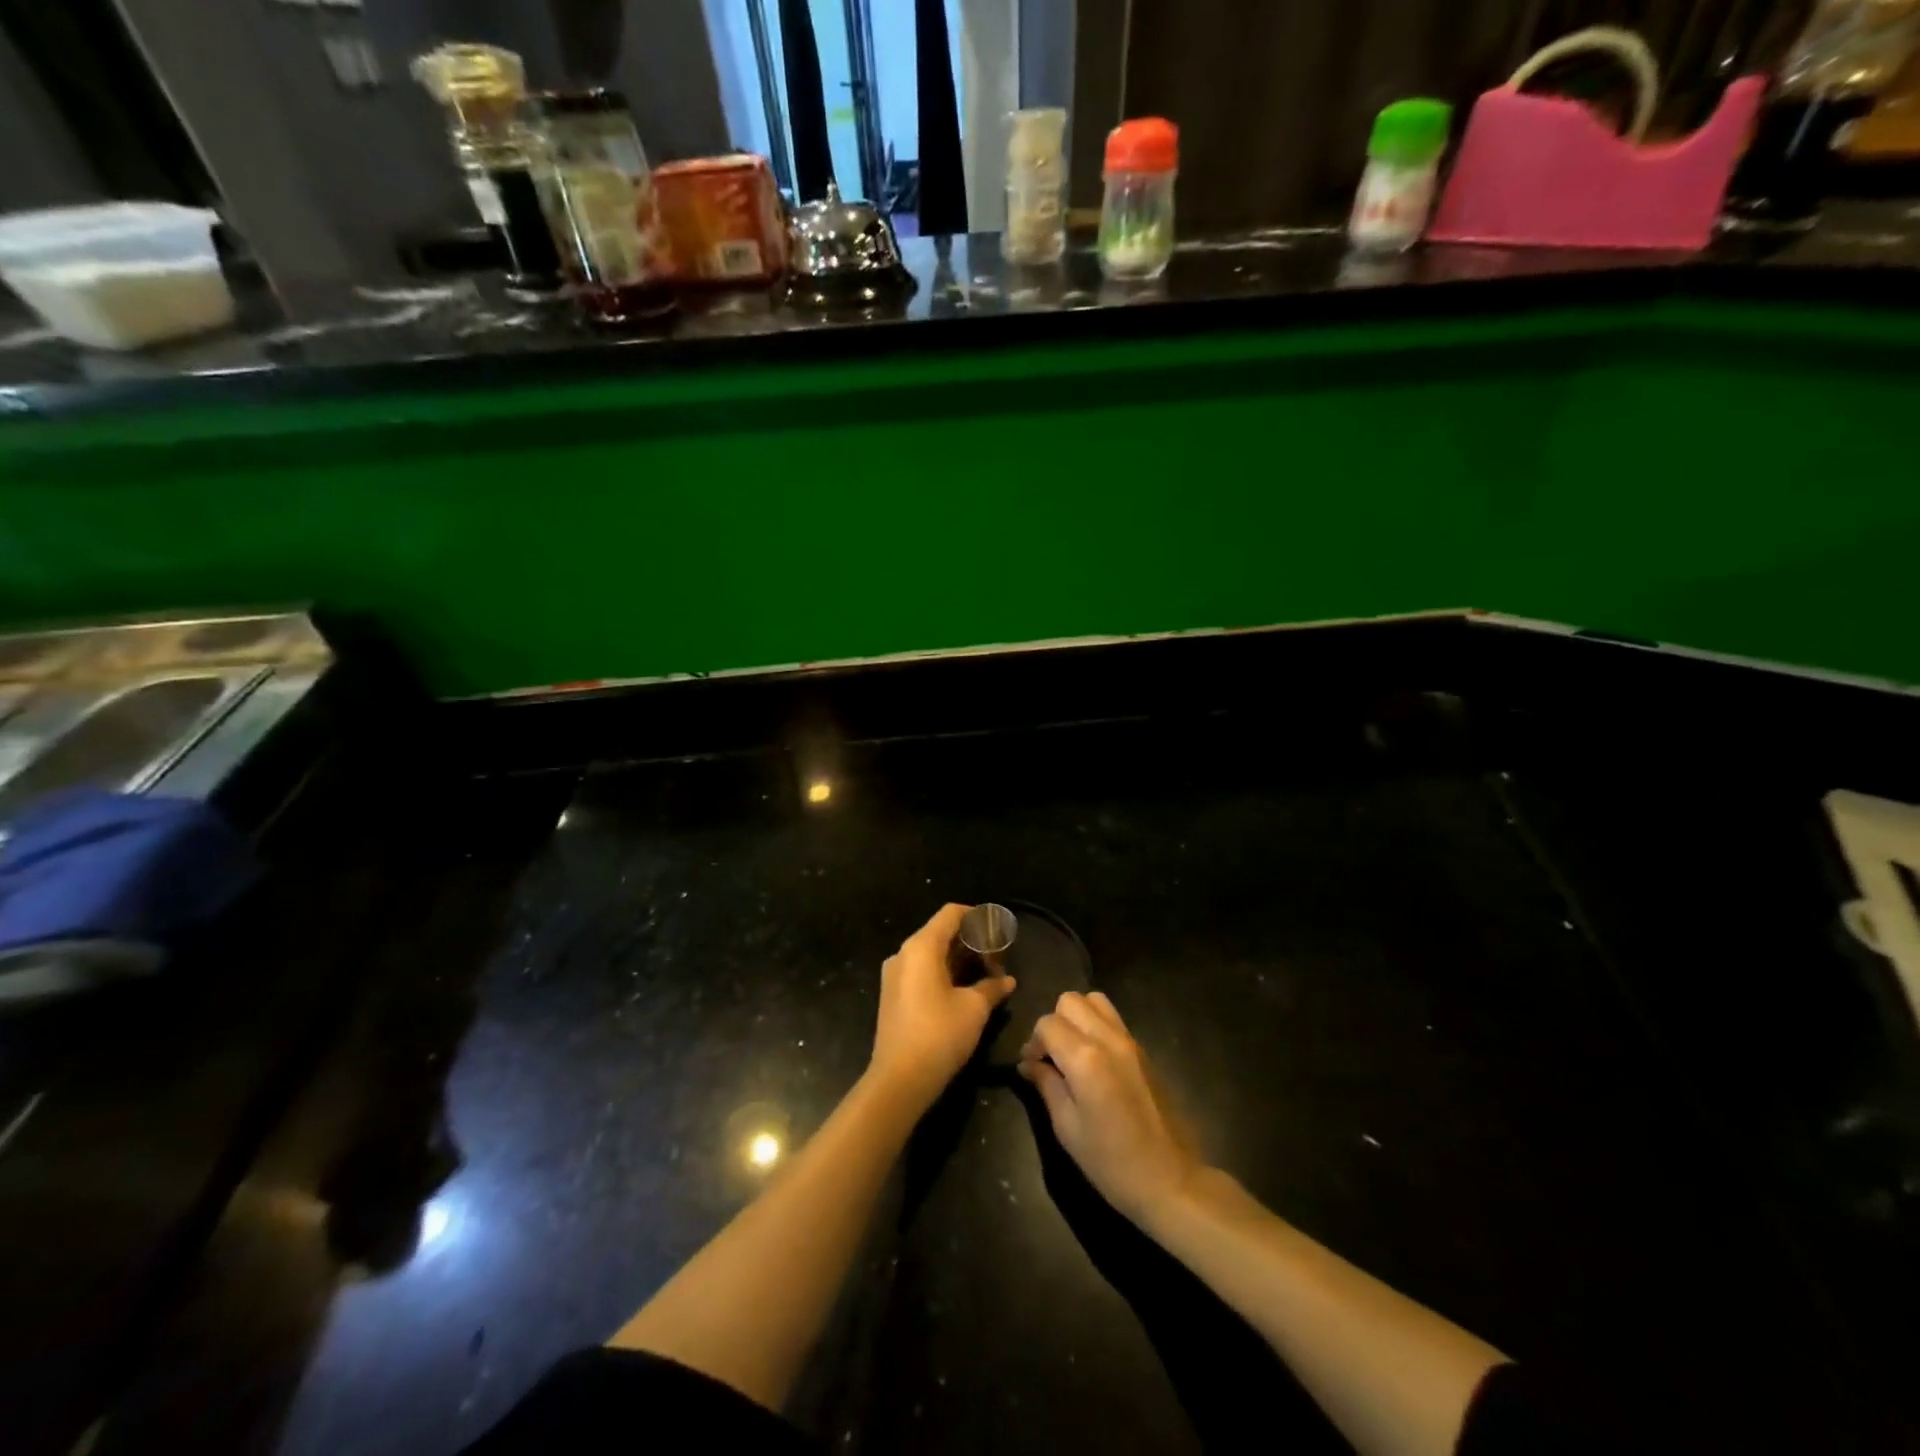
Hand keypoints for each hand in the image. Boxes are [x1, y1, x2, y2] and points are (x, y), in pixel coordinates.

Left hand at [869, 904, 1015, 1113]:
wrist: (899, 1080)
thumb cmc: (940, 1034)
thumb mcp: (974, 1008)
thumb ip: (992, 987)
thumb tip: (1008, 981)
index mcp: (921, 947)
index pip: (951, 913)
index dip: (977, 916)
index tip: (998, 930)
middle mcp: (903, 954)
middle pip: (940, 932)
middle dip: (970, 941)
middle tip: (997, 956)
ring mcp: (894, 975)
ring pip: (930, 954)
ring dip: (958, 959)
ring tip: (985, 973)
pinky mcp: (892, 995)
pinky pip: (920, 971)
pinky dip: (943, 972)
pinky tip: (964, 989)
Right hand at [1019, 992, 1203, 1228]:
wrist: (1172, 1181)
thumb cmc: (1112, 1163)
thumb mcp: (1067, 1129)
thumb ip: (1046, 1085)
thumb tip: (1028, 1063)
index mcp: (1085, 1058)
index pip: (1047, 1023)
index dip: (1033, 1043)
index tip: (1031, 1069)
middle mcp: (1108, 1038)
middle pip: (1070, 1000)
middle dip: (1053, 1023)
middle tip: (1051, 1057)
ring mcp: (1130, 1041)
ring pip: (1095, 1000)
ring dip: (1077, 1018)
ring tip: (1072, 1052)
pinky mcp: (1144, 1050)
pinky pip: (1113, 1019)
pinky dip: (1096, 1026)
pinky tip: (1094, 1061)